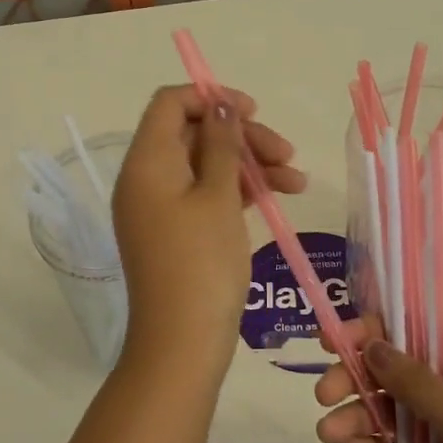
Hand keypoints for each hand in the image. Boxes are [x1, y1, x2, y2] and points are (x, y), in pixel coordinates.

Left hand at [111, 85, 304, 372]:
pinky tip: (278, 197)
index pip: (170, 104)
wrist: (183, 343)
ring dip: (249, 165)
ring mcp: (160, 208)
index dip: (210, 99)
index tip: (252, 111)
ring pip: (206, 165)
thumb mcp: (218, 196)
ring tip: (296, 181)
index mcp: (146, 162)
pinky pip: (205, 195)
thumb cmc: (202, 263)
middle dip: (242, 137)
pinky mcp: (175, 232)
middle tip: (286, 153)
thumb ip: (222, 145)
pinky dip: (239, 192)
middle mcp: (146, 179)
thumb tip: (220, 106)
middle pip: (193, 134)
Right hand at [314, 332, 442, 442]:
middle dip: (355, 380)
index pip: (409, 332)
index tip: (331, 343)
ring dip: (358, 418)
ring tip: (328, 435)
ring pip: (391, 412)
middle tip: (322, 397)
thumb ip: (414, 383)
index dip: (368, 333)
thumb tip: (372, 343)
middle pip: (392, 372)